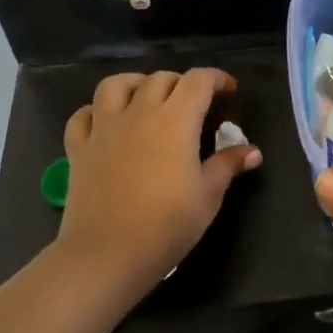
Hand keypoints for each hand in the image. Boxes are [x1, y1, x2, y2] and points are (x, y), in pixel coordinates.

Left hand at [59, 69, 261, 295]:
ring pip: (115, 85)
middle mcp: (139, 112)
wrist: (107, 254)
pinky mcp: (79, 149)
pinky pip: (83, 116)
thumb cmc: (166, 225)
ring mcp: (104, 128)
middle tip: (194, 103)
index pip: (198, 80)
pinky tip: (106, 123)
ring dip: (136, 84)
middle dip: (181, 83)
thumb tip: (253, 151)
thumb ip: (228, 166)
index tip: (229, 91)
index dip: (217, 78)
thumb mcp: (208, 196)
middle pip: (160, 78)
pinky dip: (95, 112)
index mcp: (176, 120)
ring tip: (147, 98)